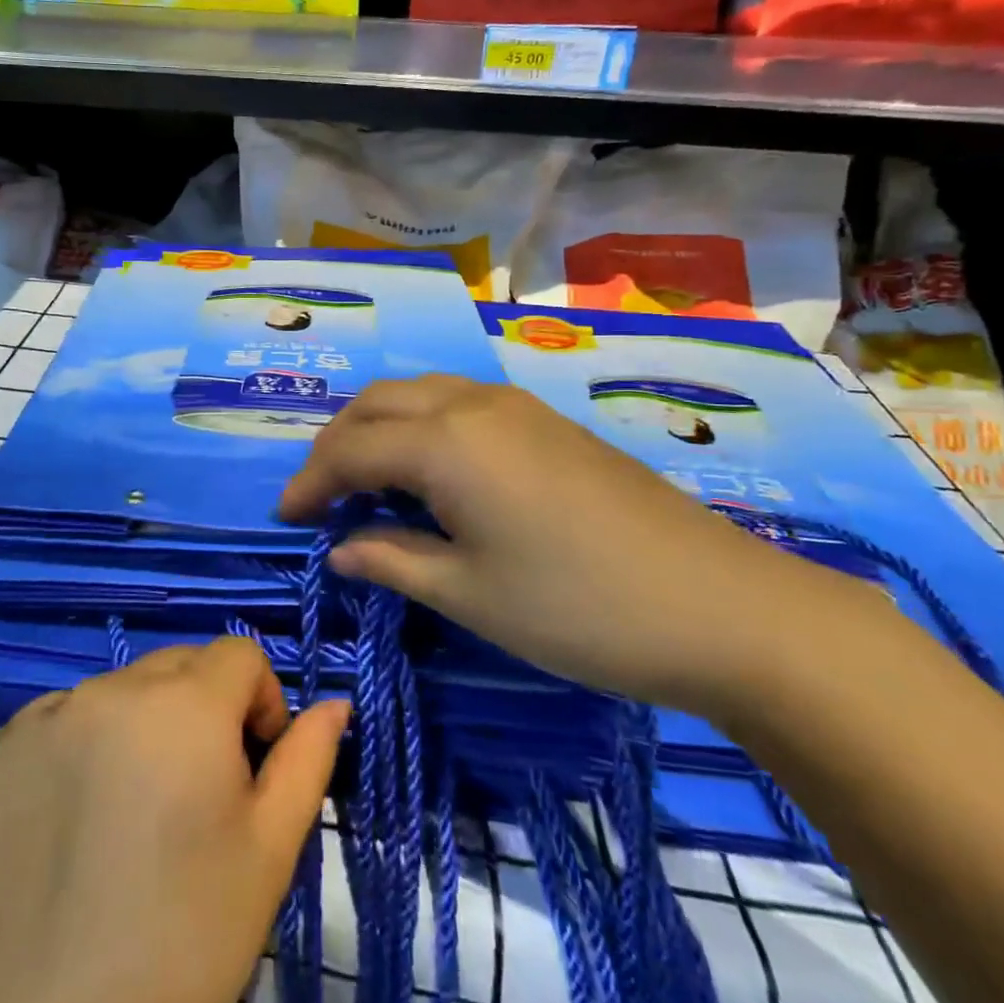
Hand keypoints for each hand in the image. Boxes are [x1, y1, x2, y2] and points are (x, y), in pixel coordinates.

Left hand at [0, 638, 350, 1002]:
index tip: (252, 765)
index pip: (239, 655)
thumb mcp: (269, 853)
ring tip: (134, 813)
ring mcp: (46, 716)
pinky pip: (61, 720)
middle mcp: (111, 688)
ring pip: (120, 690)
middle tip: (196, 796)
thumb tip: (335, 703)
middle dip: (203, 710)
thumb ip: (307, 761)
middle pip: (179, 665)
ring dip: (142, 726)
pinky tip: (77, 819)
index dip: (260, 702)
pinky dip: (81, 747)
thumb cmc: (183, 942)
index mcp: (184, 704)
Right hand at [278, 376, 879, 714]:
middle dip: (336, 444)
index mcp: (444, 442)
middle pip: (377, 404)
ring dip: (377, 428)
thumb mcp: (469, 594)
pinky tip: (427, 471)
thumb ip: (393, 561)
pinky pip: (456, 403)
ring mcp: (515, 405)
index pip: (350, 449)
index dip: (309, 482)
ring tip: (363, 479)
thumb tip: (340, 548)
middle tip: (318, 494)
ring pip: (418, 394)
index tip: (283, 517)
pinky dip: (419, 426)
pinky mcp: (545, 420)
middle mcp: (472, 404)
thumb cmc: (579, 608)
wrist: (720, 605)